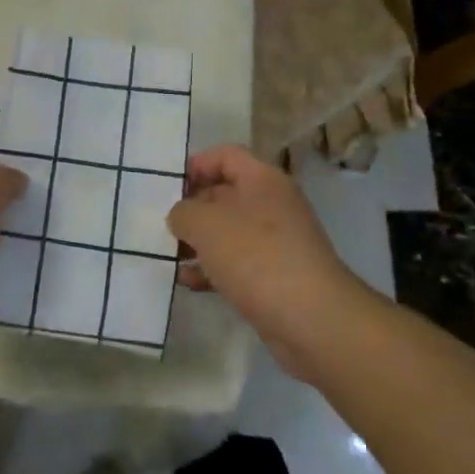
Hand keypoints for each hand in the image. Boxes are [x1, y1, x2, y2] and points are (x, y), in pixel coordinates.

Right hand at [168, 144, 369, 376]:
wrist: (311, 318)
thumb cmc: (256, 256)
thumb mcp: (206, 224)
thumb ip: (183, 212)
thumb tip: (181, 216)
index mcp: (262, 179)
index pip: (226, 155)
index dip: (196, 165)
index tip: (169, 187)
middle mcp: (273, 204)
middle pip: (225, 193)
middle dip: (192, 207)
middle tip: (163, 224)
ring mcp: (277, 242)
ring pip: (229, 231)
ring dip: (199, 242)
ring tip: (170, 255)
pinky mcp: (276, 276)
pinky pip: (237, 263)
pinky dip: (212, 269)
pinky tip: (189, 282)